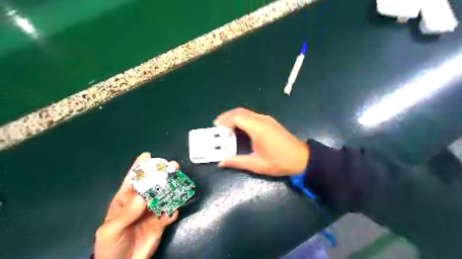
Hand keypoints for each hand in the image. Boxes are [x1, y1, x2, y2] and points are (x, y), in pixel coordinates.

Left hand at [93, 153, 177, 257]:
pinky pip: (170, 213)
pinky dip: (173, 211)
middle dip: (162, 174)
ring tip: (179, 183)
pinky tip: (172, 212)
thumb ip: (125, 214)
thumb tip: (142, 198)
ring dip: (173, 189)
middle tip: (172, 166)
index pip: (132, 181)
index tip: (147, 155)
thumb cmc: (110, 246)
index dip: (139, 167)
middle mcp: (141, 202)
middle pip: (153, 185)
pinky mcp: (162, 222)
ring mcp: (153, 211)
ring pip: (165, 196)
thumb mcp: (110, 230)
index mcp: (125, 200)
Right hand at [214, 107, 307, 175]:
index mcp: (258, 128)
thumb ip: (237, 162)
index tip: (217, 129)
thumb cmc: (279, 162)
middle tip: (217, 126)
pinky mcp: (270, 122)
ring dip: (234, 117)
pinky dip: (242, 118)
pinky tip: (239, 127)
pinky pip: (252, 115)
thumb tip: (221, 162)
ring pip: (246, 112)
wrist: (302, 158)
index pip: (237, 117)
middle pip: (240, 112)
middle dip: (227, 117)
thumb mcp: (256, 165)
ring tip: (226, 126)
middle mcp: (261, 120)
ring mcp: (267, 119)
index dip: (225, 121)